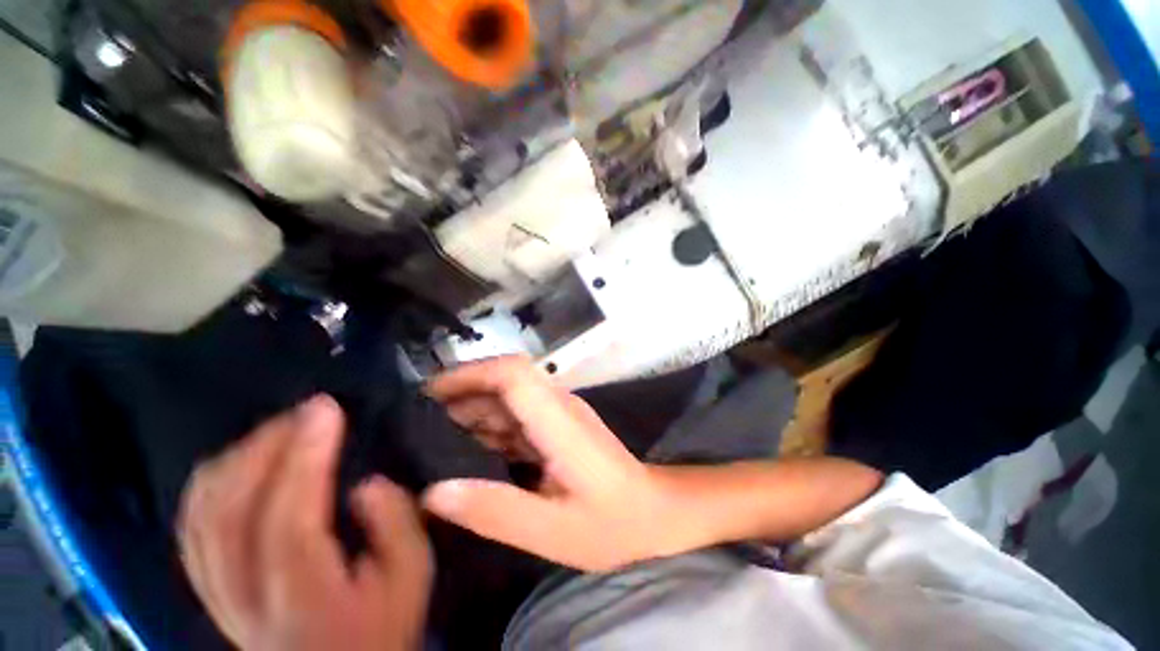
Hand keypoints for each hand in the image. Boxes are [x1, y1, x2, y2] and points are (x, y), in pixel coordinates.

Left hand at [178, 396, 432, 650]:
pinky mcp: (210, 592)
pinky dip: (210, 486)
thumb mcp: (412, 574)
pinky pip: (192, 529)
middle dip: (265, 446)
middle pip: (230, 512)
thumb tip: (366, 484)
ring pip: (200, 517)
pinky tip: (237, 463)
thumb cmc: (382, 625)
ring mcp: (218, 596)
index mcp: (303, 598)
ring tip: (276, 430)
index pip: (288, 520)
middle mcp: (245, 598)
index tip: (326, 409)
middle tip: (304, 411)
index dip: (304, 457)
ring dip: (235, 459)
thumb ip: (397, 525)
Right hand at [422, 357, 683, 571]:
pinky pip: (517, 416)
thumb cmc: (611, 523)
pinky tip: (469, 452)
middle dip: (462, 394)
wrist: (653, 511)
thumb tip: (434, 492)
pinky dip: (490, 427)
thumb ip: (494, 510)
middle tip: (419, 425)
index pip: (512, 373)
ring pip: (508, 397)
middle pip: (506, 380)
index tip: (430, 394)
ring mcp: (559, 414)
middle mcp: (558, 405)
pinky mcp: (558, 426)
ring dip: (473, 411)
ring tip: (434, 439)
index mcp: (558, 420)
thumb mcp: (550, 530)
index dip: (471, 374)